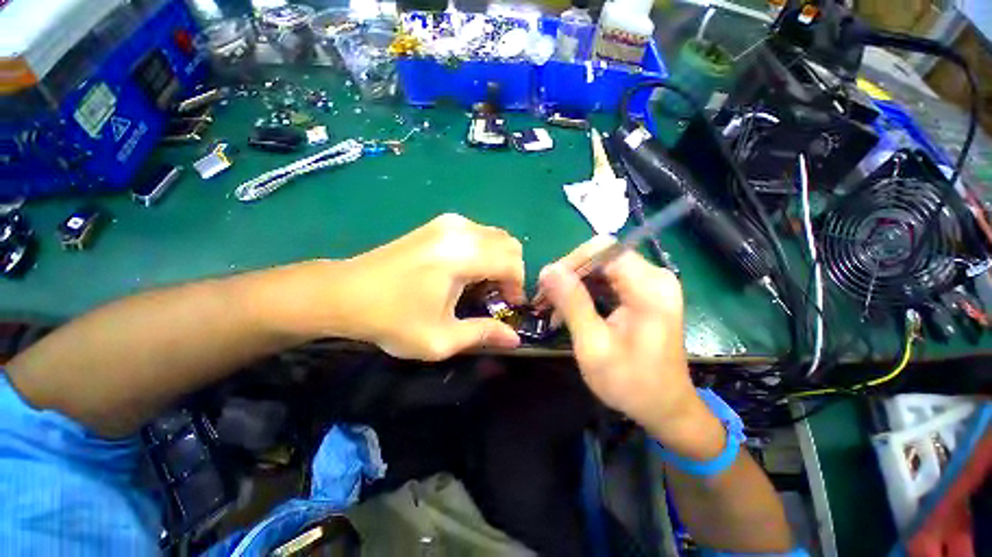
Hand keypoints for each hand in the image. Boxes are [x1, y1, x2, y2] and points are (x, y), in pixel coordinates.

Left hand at [326, 214, 523, 360]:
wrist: (344, 293)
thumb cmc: (392, 319)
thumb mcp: (440, 338)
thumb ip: (483, 335)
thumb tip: (514, 339)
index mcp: (462, 256)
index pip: (512, 263)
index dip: (518, 286)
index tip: (508, 306)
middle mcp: (460, 231)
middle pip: (509, 244)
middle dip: (512, 271)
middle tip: (498, 296)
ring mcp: (448, 223)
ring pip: (495, 236)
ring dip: (499, 260)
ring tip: (483, 285)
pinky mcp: (438, 224)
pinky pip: (477, 232)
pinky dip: (485, 251)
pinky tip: (468, 271)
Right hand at [539, 237, 724, 459]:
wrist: (666, 409)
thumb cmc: (630, 383)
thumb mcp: (594, 345)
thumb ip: (572, 303)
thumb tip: (548, 269)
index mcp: (648, 288)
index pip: (603, 251)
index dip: (572, 262)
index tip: (548, 285)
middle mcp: (654, 278)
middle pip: (602, 256)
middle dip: (570, 274)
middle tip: (545, 298)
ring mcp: (651, 285)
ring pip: (602, 267)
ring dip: (574, 283)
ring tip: (552, 306)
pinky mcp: (644, 294)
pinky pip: (609, 280)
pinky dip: (586, 291)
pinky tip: (569, 309)